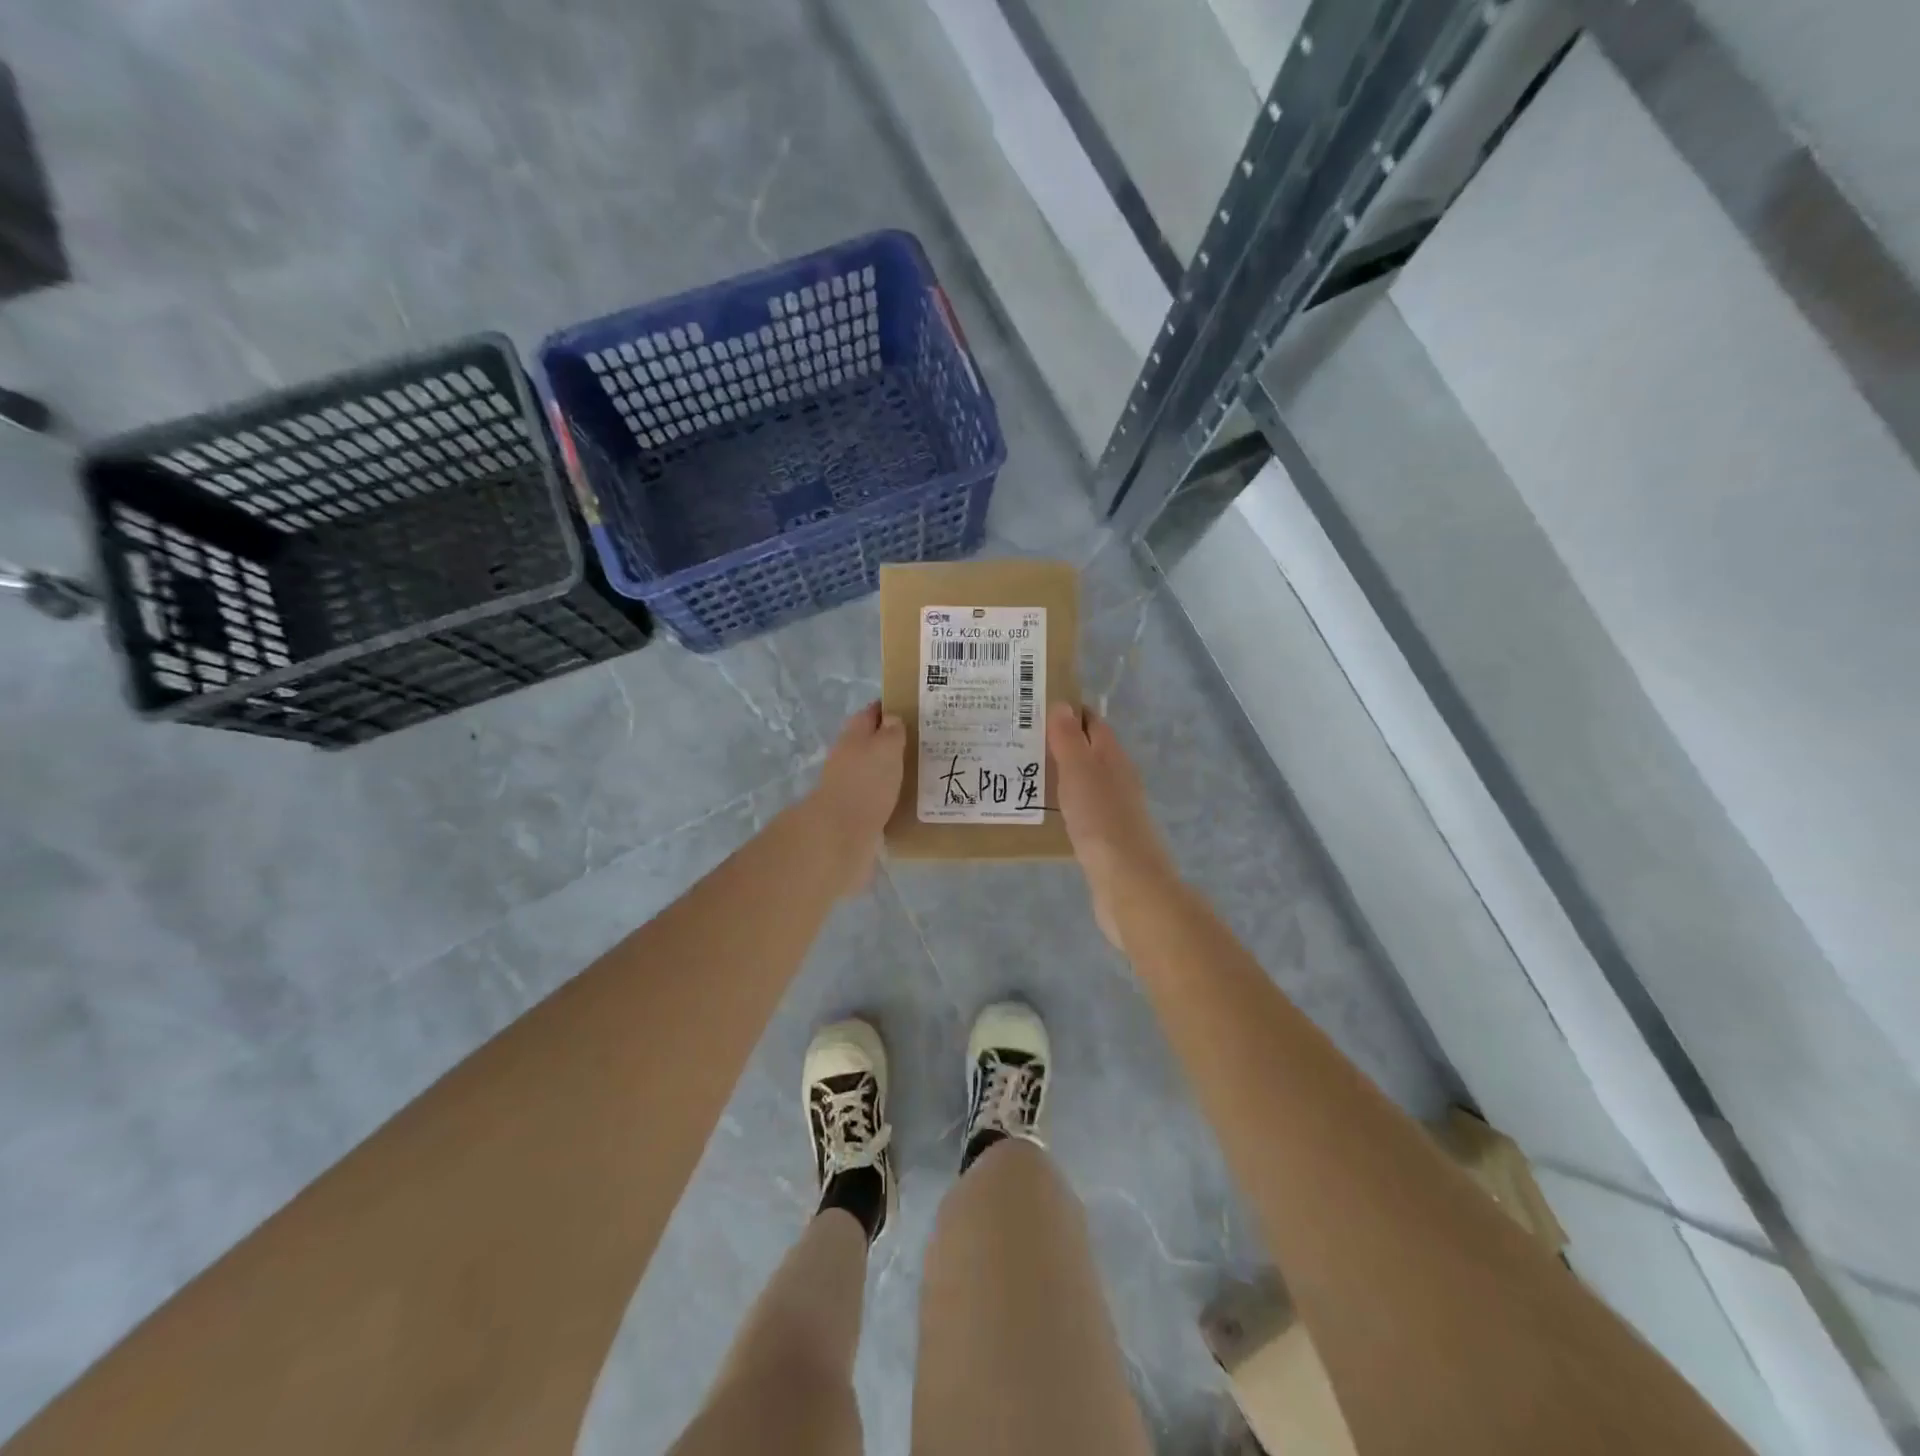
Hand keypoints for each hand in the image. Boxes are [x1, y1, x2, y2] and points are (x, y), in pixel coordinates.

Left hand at [808, 701, 905, 895]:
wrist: (840, 833)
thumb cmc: (866, 783)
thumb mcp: (886, 748)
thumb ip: (892, 731)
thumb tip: (892, 718)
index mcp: (854, 735)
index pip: (871, 713)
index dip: (889, 708)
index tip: (913, 709)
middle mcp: (848, 756)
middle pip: (870, 741)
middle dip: (892, 740)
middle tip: (923, 742)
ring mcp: (849, 785)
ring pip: (873, 769)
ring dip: (891, 768)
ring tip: (921, 770)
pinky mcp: (855, 811)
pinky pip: (876, 794)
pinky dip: (889, 792)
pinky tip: (907, 797)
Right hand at [1046, 703, 1176, 945]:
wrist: (1127, 882)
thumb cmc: (1101, 821)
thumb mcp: (1080, 773)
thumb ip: (1069, 739)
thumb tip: (1062, 705)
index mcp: (1114, 757)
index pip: (1093, 723)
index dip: (1068, 712)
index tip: (1034, 708)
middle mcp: (1118, 778)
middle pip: (1089, 750)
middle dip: (1060, 742)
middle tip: (1020, 740)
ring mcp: (1114, 809)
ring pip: (1085, 780)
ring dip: (1060, 772)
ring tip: (1023, 771)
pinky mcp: (1106, 836)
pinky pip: (1082, 807)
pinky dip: (1064, 800)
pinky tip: (1044, 808)